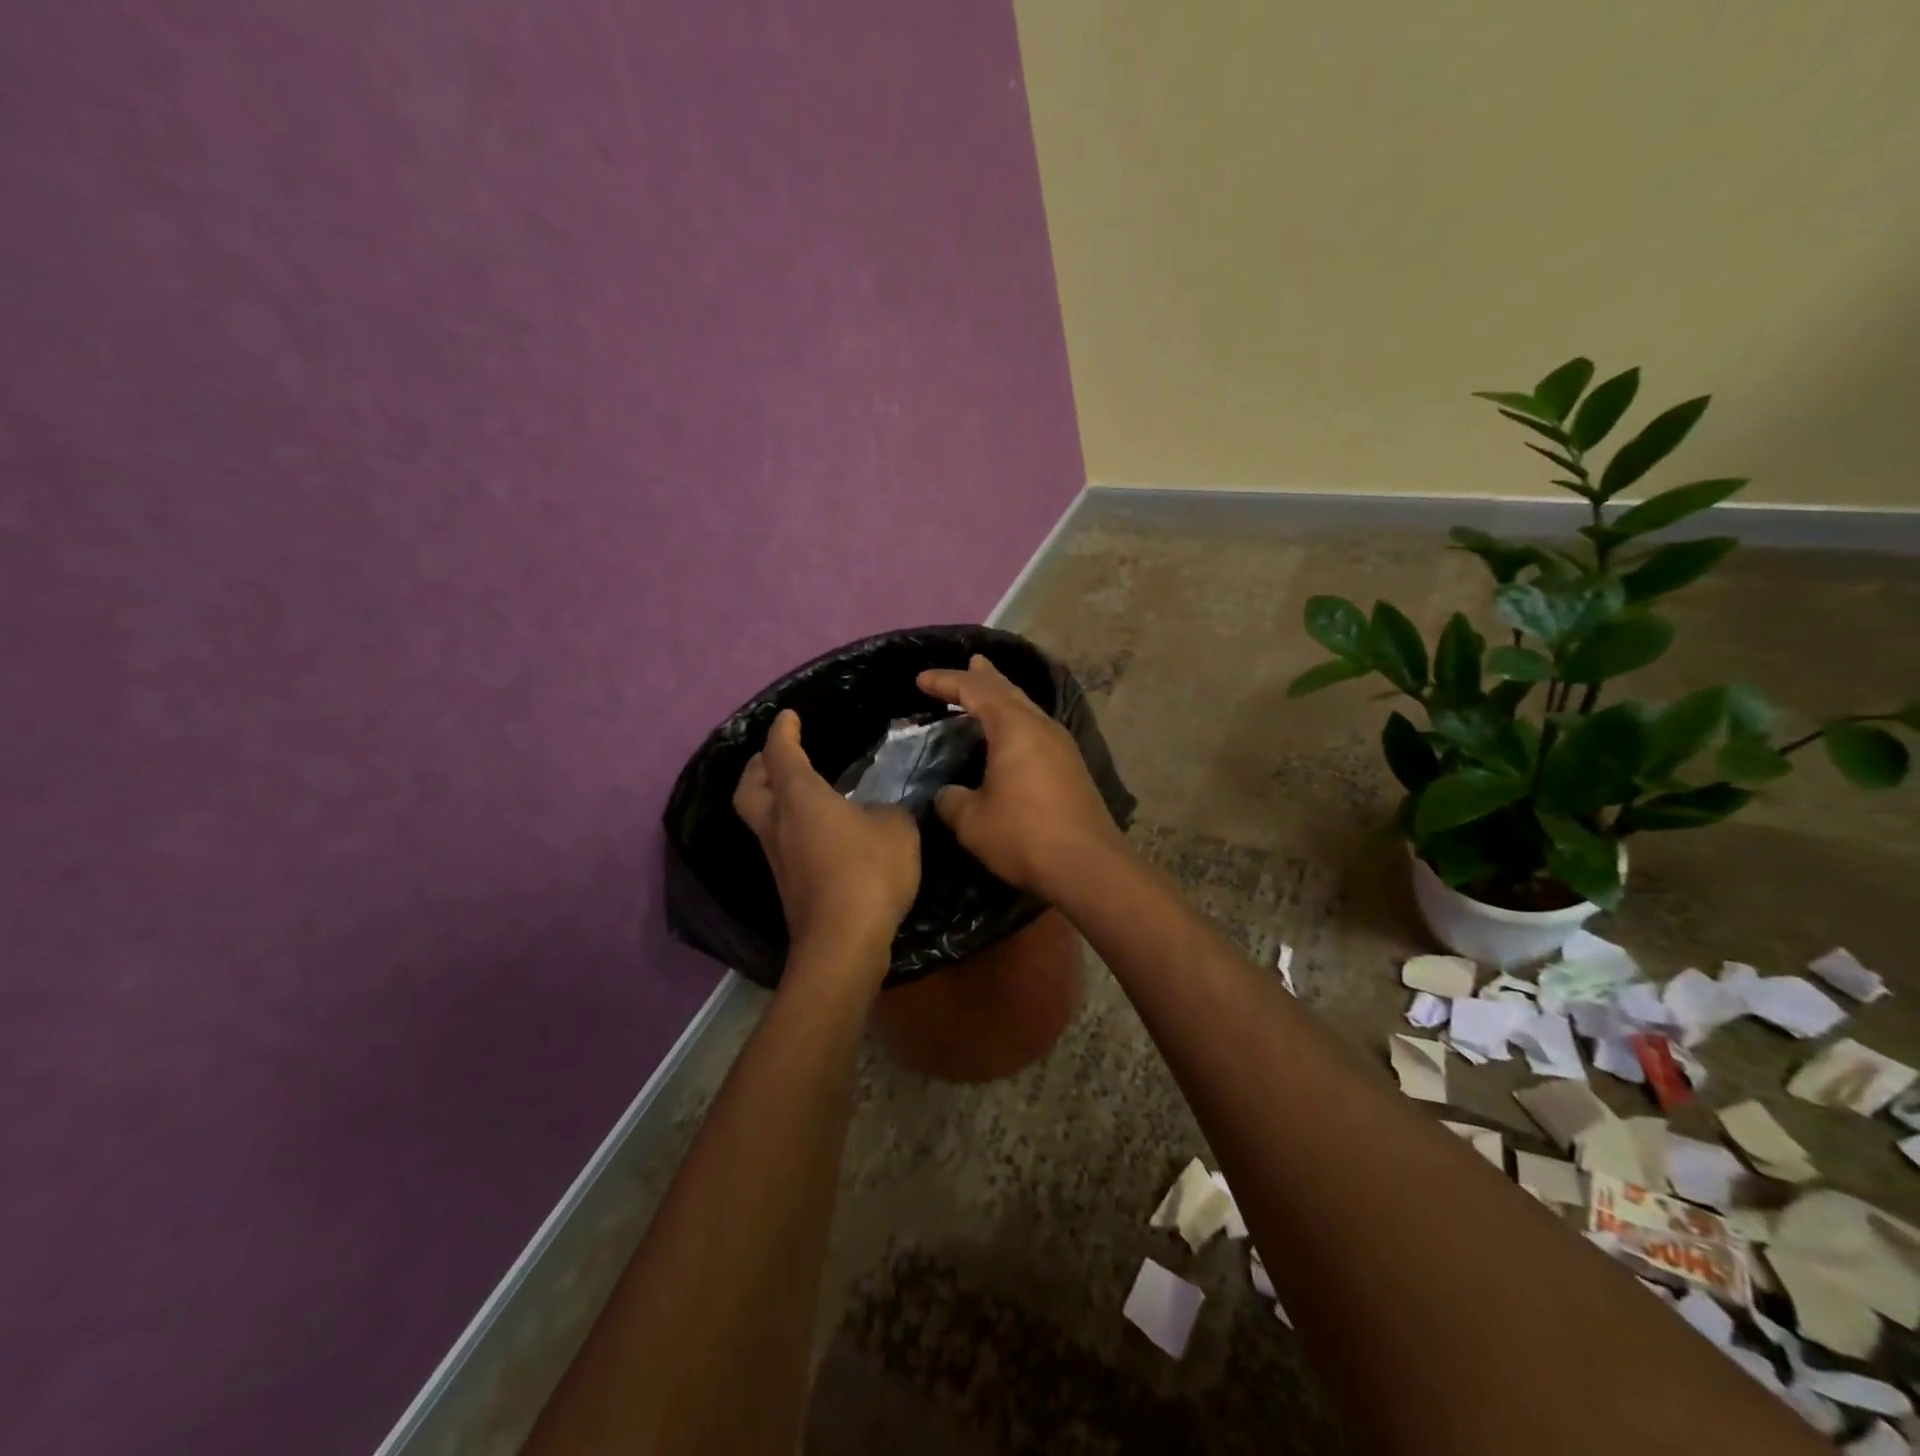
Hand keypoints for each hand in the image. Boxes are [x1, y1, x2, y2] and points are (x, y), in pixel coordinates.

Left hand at [733, 710, 920, 965]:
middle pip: (750, 786)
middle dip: (758, 765)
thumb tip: (878, 814)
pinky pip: (780, 842)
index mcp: (799, 796)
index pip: (780, 752)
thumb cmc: (869, 870)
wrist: (844, 941)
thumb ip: (887, 810)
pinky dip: (789, 826)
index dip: (783, 730)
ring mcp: (777, 858)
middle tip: (776, 755)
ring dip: (771, 797)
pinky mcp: (788, 885)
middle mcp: (778, 823)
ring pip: (760, 817)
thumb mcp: (896, 827)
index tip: (788, 716)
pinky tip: (818, 830)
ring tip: (797, 790)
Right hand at [916, 655, 1124, 900]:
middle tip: (971, 662)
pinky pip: (1036, 729)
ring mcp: (1061, 746)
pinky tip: (1013, 735)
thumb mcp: (971, 821)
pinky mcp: (1071, 767)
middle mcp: (1041, 727)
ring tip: (990, 689)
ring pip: (1026, 708)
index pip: (974, 691)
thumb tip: (950, 794)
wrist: (1088, 866)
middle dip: (984, 677)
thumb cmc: (1024, 836)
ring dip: (1004, 696)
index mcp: (1014, 727)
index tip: (921, 680)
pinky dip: (1016, 720)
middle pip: (1008, 691)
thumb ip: (952, 800)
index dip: (946, 682)